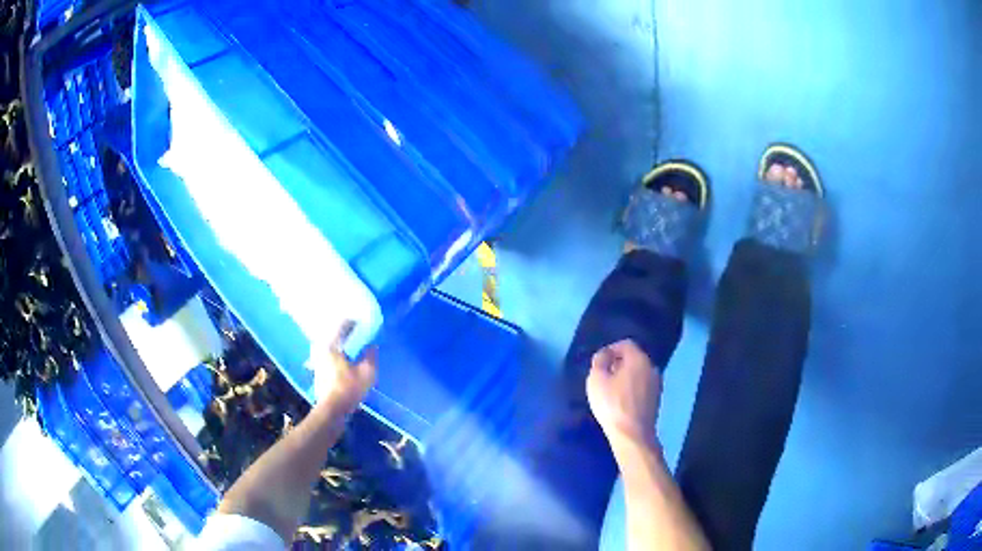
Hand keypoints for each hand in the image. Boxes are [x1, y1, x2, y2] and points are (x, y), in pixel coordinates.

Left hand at [317, 323, 377, 415]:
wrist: (331, 410)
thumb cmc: (348, 389)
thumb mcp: (367, 373)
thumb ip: (371, 355)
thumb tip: (372, 345)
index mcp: (330, 343)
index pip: (341, 322)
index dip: (353, 318)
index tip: (363, 317)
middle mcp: (320, 347)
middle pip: (334, 330)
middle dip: (346, 328)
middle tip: (359, 327)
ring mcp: (317, 357)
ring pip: (330, 342)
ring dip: (341, 340)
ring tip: (354, 340)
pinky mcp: (318, 367)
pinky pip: (329, 351)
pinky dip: (337, 349)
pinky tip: (347, 354)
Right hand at [586, 339, 661, 449]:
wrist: (633, 434)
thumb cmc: (612, 404)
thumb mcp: (596, 379)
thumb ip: (599, 361)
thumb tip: (605, 354)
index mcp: (639, 359)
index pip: (625, 344)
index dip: (610, 350)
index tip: (599, 363)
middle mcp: (652, 368)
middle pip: (634, 358)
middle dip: (618, 364)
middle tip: (603, 376)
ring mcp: (656, 384)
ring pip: (639, 373)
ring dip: (625, 377)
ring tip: (610, 390)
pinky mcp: (656, 399)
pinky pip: (642, 386)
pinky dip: (632, 388)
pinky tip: (621, 401)